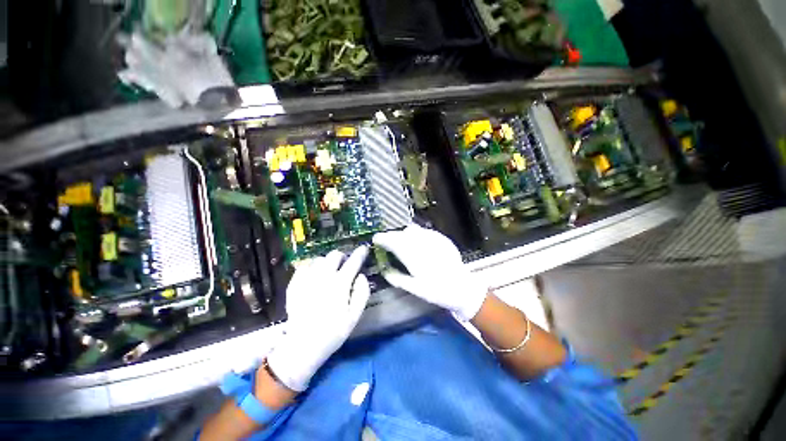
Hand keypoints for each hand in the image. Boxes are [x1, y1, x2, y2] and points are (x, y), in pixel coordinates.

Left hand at [267, 246, 370, 391]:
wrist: (302, 345)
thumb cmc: (332, 332)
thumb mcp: (354, 316)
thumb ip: (362, 293)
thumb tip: (361, 275)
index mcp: (340, 284)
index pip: (353, 262)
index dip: (360, 253)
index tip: (364, 248)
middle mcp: (323, 277)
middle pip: (334, 255)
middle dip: (342, 257)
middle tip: (344, 266)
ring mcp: (307, 279)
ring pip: (319, 259)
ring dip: (327, 262)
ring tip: (328, 272)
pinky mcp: (294, 284)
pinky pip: (304, 266)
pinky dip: (312, 267)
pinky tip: (314, 276)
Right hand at [373, 224, 487, 320]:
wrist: (461, 288)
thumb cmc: (436, 291)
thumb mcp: (414, 289)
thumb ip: (396, 277)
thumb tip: (384, 268)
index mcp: (414, 257)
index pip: (393, 241)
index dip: (382, 238)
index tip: (376, 239)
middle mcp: (423, 244)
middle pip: (402, 233)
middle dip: (392, 236)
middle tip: (388, 242)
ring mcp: (434, 239)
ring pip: (413, 229)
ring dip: (404, 234)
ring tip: (403, 242)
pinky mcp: (442, 238)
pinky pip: (424, 231)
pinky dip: (417, 235)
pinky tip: (418, 243)